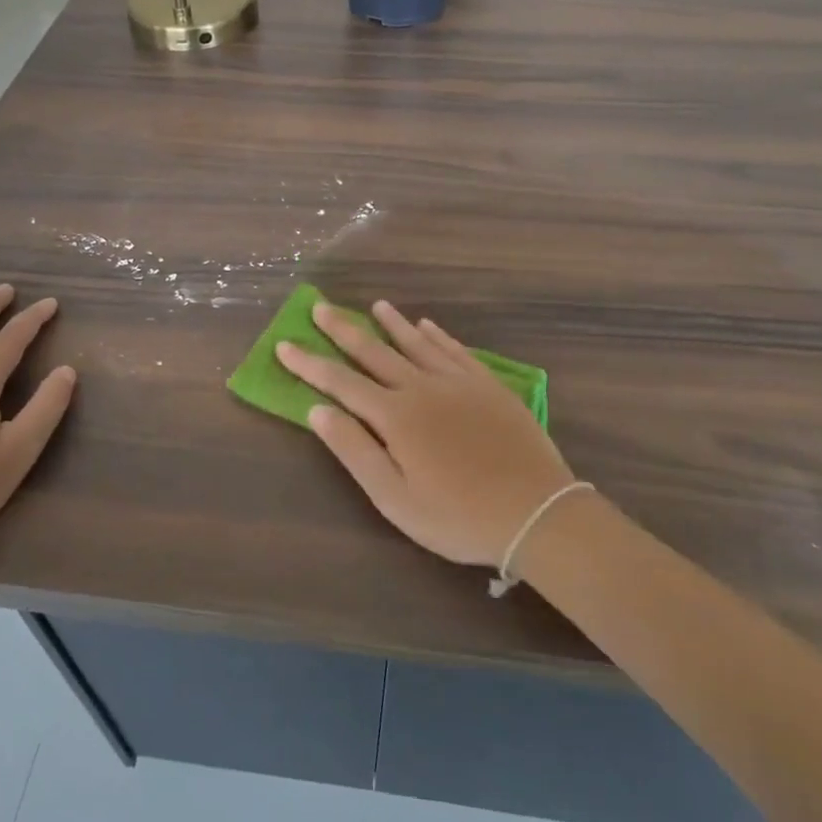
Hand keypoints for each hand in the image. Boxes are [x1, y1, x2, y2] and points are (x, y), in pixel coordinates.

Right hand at [277, 301, 576, 567]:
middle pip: (374, 352)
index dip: (310, 364)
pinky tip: (427, 326)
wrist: (536, 512)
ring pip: (416, 343)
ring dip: (392, 324)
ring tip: (374, 305)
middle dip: (343, 330)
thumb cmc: (457, 515)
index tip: (285, 344)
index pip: (340, 382)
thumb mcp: (395, 498)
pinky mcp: (488, 385)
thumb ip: (354, 450)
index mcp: (394, 416)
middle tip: (320, 307)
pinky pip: (455, 350)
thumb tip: (317, 410)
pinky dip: (437, 335)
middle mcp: (421, 387)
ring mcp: (458, 382)